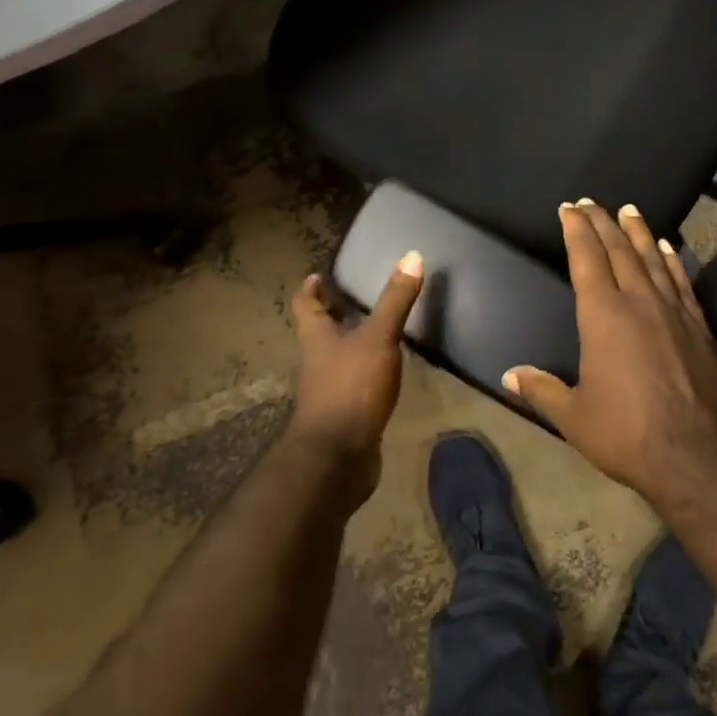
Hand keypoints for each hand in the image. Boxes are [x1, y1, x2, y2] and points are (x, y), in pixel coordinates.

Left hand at [286, 252, 422, 486]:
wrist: (336, 459)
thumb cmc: (351, 388)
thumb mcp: (378, 338)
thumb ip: (395, 300)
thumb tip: (412, 256)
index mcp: (316, 338)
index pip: (304, 304)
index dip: (310, 288)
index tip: (320, 275)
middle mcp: (317, 361)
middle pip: (318, 331)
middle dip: (332, 313)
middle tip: (353, 297)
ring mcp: (329, 390)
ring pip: (336, 357)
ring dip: (350, 342)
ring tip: (377, 328)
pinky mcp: (345, 414)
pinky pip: (353, 383)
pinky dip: (365, 371)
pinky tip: (386, 370)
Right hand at [503, 202, 716, 503]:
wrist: (697, 456)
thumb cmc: (626, 433)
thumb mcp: (574, 417)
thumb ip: (541, 390)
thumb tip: (509, 375)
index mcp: (603, 315)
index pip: (586, 258)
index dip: (576, 230)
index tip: (569, 209)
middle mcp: (639, 301)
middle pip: (619, 249)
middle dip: (602, 222)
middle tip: (591, 203)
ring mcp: (673, 311)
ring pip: (652, 258)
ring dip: (638, 231)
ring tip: (629, 210)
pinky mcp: (700, 327)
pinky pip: (683, 282)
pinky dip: (673, 260)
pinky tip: (668, 247)